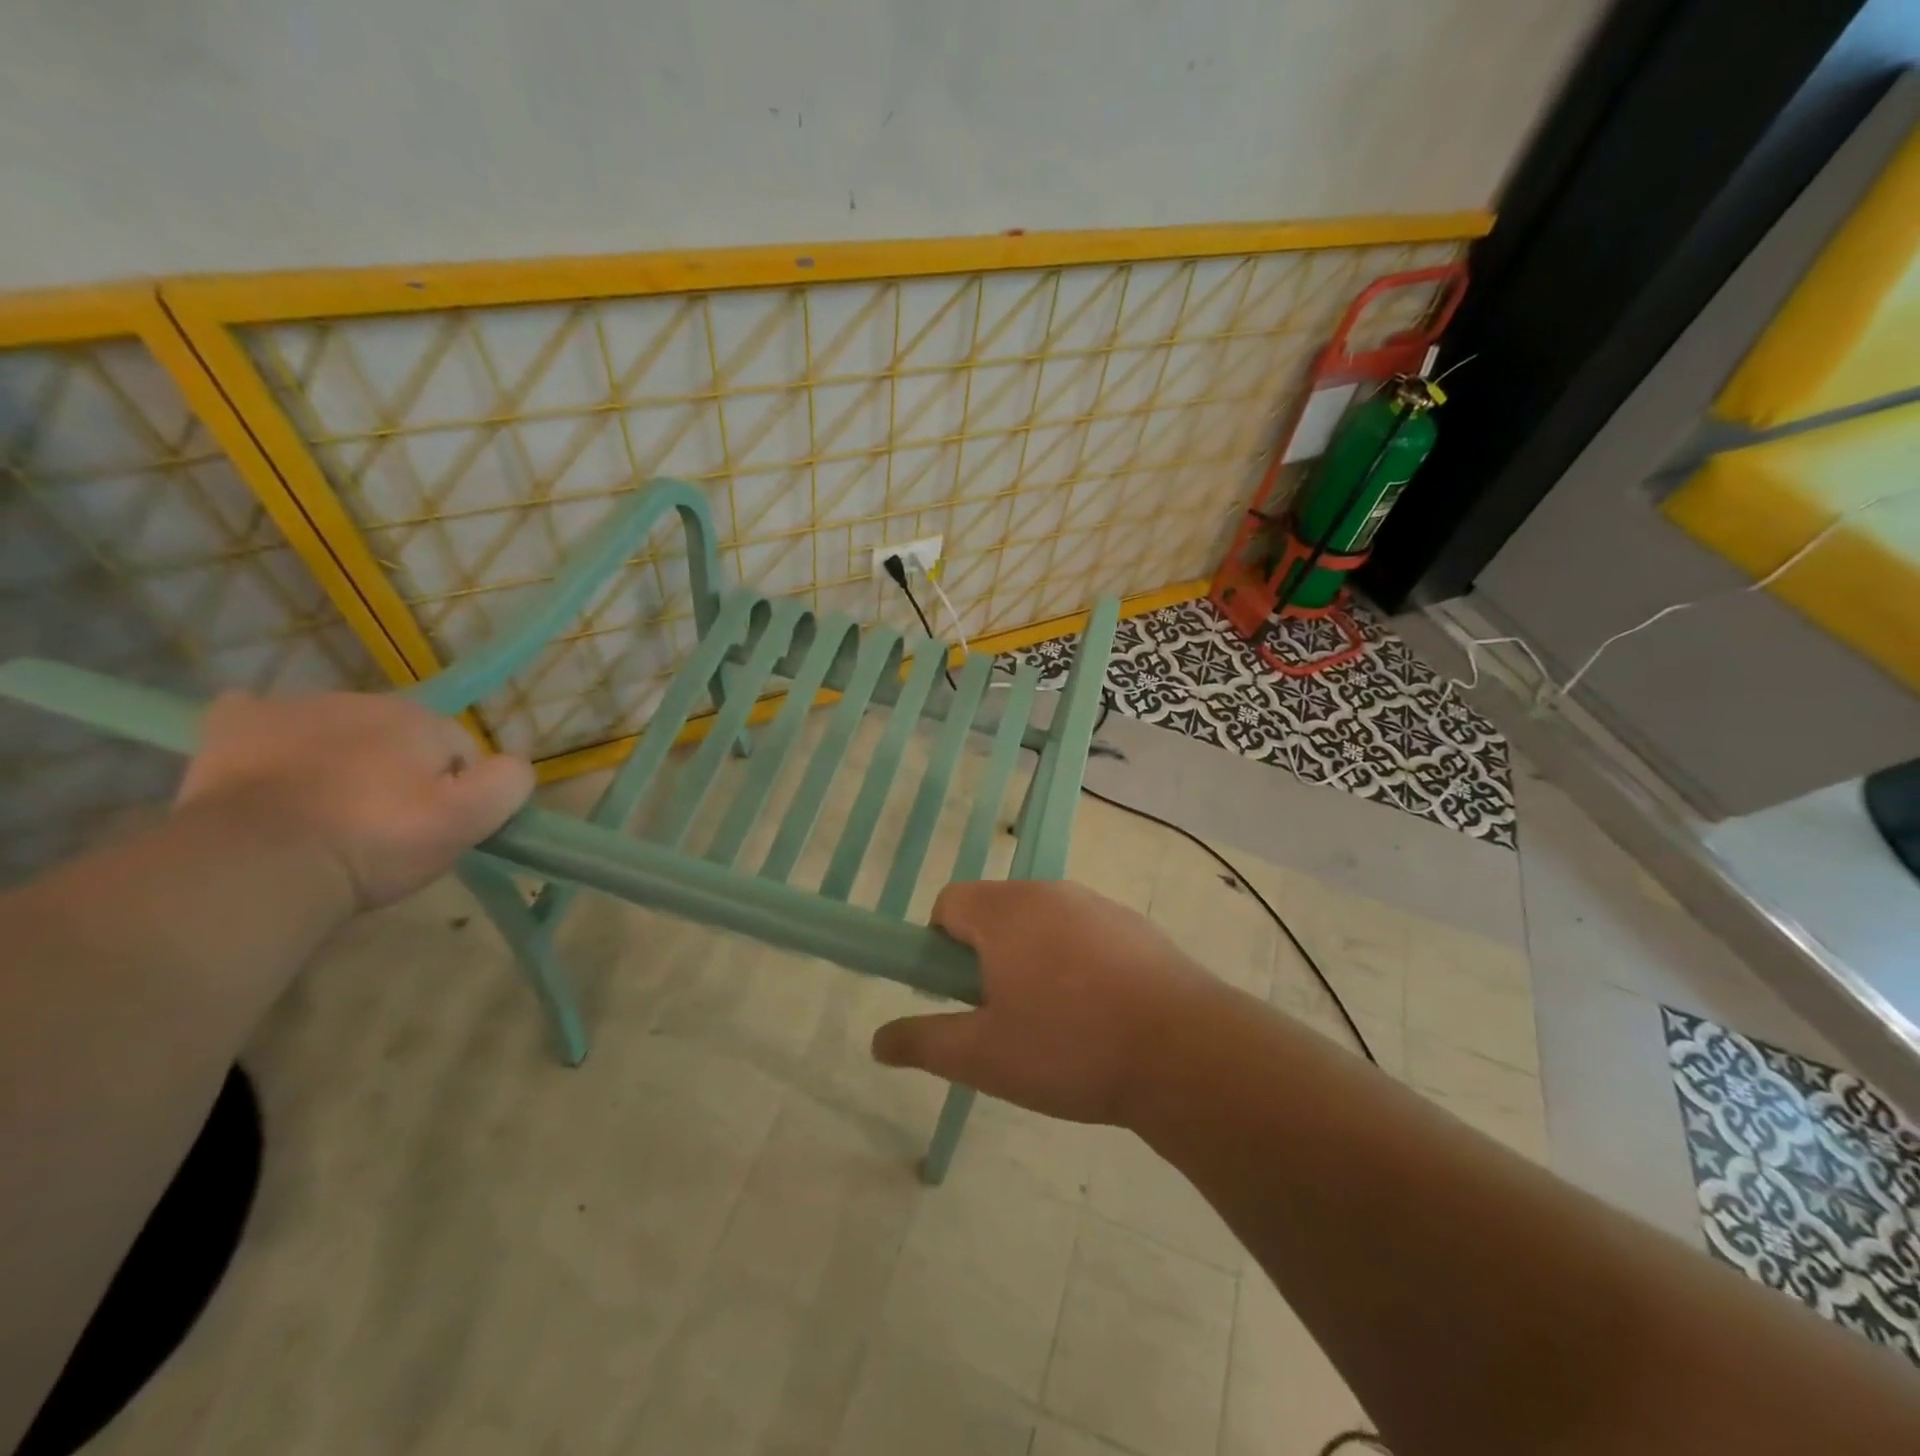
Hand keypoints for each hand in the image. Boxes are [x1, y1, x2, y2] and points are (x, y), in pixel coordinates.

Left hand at [176, 692, 533, 911]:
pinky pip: (262, 718)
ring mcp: (294, 708)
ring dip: (343, 759)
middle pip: (399, 738)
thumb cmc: (376, 841)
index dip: (455, 791)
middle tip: (382, 826)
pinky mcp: (235, 726)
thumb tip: (511, 765)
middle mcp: (364, 700)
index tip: (433, 829)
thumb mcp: (470, 820)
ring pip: (339, 731)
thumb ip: (509, 782)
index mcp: (422, 720)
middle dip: (398, 771)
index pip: (459, 751)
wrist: (260, 863)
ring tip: (325, 813)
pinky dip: (272, 738)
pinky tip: (272, 767)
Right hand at [870, 879, 1221, 1124]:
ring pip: (1042, 924)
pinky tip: (1101, 1016)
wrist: (1186, 1052)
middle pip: (995, 912)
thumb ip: (924, 1043)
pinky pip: (1085, 934)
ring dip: (1033, 960)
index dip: (941, 947)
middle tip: (1006, 1016)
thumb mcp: (984, 1057)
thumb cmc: (1070, 1047)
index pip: (949, 902)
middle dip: (988, 956)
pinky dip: (1077, 962)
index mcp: (1006, 911)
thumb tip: (877, 1040)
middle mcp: (1049, 892)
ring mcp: (1097, 905)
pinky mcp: (1135, 926)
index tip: (962, 996)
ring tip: (1056, 1024)